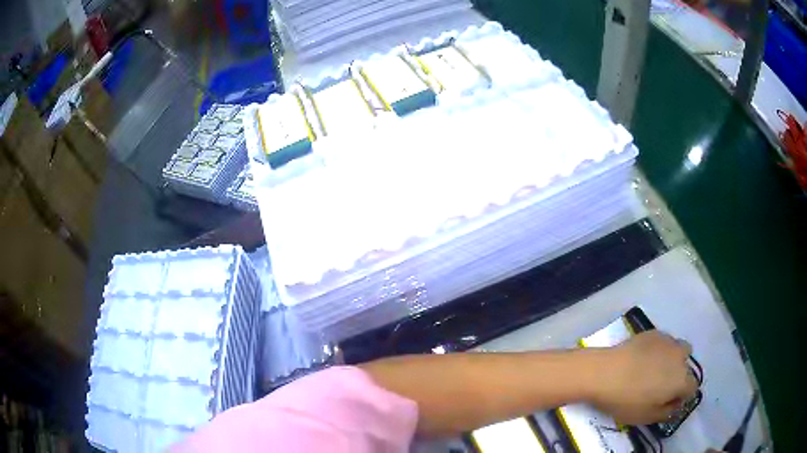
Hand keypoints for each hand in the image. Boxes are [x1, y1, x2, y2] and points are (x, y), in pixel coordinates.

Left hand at [586, 331, 698, 424]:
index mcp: (681, 379)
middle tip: (659, 387)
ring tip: (654, 370)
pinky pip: (664, 342)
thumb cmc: (625, 400)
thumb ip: (666, 413)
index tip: (668, 402)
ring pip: (679, 350)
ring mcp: (668, 341)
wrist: (603, 372)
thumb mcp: (646, 417)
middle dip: (678, 377)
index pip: (692, 388)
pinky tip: (643, 358)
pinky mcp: (654, 332)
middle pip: (686, 367)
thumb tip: (676, 406)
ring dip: (672, 360)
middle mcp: (680, 357)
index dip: (682, 397)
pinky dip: (660, 350)